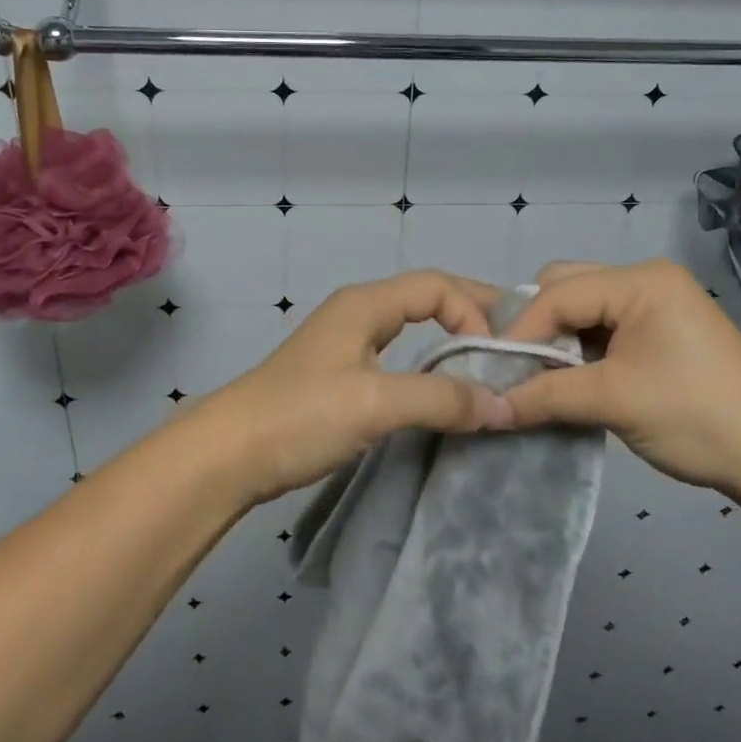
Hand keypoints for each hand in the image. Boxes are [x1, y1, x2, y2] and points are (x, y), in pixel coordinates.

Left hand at [198, 270, 515, 503]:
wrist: (229, 455)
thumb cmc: (301, 415)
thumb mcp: (376, 403)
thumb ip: (440, 399)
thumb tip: (503, 405)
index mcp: (365, 304)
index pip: (436, 286)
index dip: (473, 312)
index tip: (496, 355)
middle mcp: (357, 314)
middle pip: (426, 300)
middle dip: (470, 317)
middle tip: (511, 345)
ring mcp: (346, 346)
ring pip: (411, 331)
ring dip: (450, 343)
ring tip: (486, 369)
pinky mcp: (340, 378)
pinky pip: (398, 359)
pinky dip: (428, 369)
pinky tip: (441, 394)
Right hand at [498, 259, 740, 495]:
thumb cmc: (697, 416)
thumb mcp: (614, 401)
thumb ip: (545, 395)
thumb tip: (488, 407)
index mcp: (640, 281)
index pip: (558, 293)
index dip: (521, 331)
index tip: (493, 370)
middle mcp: (646, 280)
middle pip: (566, 288)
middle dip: (537, 327)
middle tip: (517, 369)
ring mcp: (656, 304)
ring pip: (582, 309)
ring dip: (557, 341)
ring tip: (539, 378)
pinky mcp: (661, 331)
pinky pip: (602, 328)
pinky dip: (580, 351)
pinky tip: (569, 380)